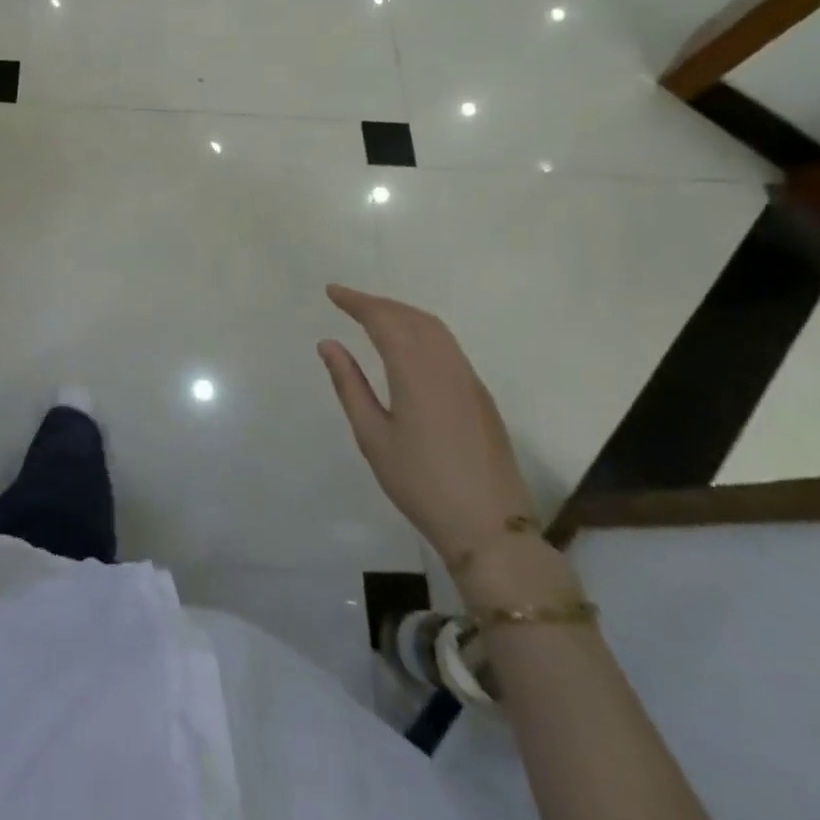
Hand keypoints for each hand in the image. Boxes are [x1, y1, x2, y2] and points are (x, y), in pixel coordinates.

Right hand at [319, 284, 536, 565]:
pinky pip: (447, 344)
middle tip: (347, 302)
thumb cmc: (421, 484)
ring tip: (373, 316)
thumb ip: (349, 385)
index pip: (383, 320)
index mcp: (416, 372)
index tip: (332, 291)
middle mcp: (445, 365)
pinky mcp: (479, 393)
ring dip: (401, 313)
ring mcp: (468, 378)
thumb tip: (328, 344)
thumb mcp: (373, 437)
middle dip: (378, 303)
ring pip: (433, 328)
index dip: (356, 302)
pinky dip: (421, 329)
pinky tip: (408, 342)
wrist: (490, 527)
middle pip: (410, 317)